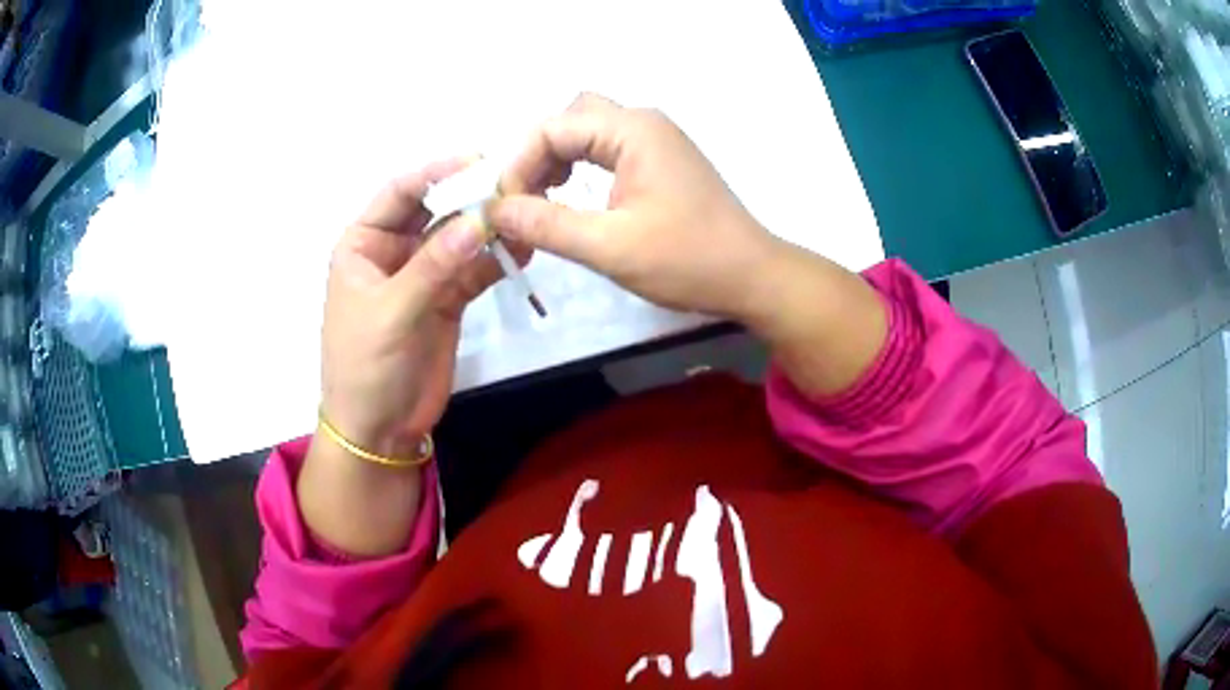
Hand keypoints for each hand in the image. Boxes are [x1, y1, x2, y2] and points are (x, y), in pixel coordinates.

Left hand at [321, 157, 514, 460]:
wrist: (379, 429)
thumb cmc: (365, 367)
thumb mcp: (392, 313)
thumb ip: (434, 266)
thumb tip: (479, 220)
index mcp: (363, 244)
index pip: (400, 194)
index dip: (435, 173)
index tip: (477, 161)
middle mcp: (393, 252)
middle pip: (433, 210)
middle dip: (468, 197)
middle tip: (512, 185)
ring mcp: (423, 275)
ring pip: (458, 239)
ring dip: (487, 227)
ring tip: (524, 214)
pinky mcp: (447, 300)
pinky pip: (474, 271)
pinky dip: (496, 260)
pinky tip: (521, 249)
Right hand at [488, 93, 778, 320]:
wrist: (751, 276)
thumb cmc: (688, 260)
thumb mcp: (610, 247)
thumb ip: (547, 226)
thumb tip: (496, 211)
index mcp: (633, 130)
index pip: (553, 128)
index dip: (519, 164)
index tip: (504, 207)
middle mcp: (643, 122)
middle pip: (569, 118)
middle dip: (538, 154)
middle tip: (523, 199)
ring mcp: (655, 139)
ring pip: (587, 131)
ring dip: (557, 159)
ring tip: (541, 200)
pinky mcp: (661, 159)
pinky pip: (607, 148)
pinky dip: (581, 165)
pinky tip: (572, 196)